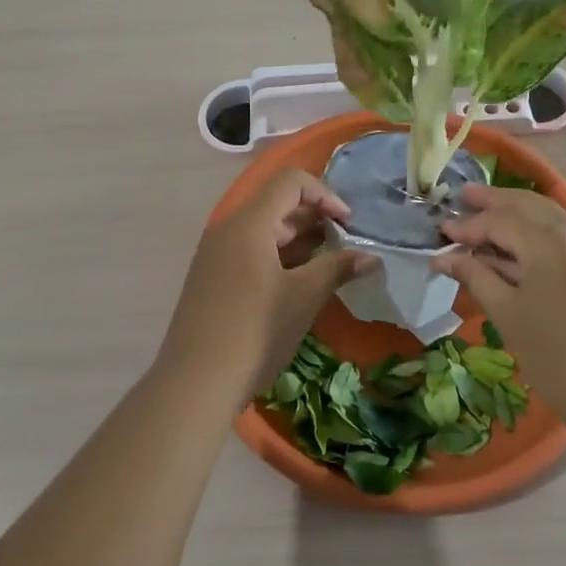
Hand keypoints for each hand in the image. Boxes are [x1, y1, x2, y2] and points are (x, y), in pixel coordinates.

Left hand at [158, 170, 375, 401]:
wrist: (195, 383)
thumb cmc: (255, 331)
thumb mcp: (304, 296)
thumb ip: (338, 268)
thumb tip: (371, 257)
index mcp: (249, 223)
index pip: (290, 182)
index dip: (325, 195)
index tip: (348, 225)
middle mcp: (228, 230)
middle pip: (277, 205)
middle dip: (315, 220)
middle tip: (345, 247)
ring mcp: (216, 255)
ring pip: (264, 232)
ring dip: (299, 243)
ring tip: (328, 268)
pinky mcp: (212, 279)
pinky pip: (250, 253)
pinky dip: (279, 259)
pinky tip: (298, 287)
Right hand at [434, 186, 565, 436]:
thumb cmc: (558, 359)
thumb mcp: (508, 316)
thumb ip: (475, 277)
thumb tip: (443, 257)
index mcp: (549, 242)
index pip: (499, 221)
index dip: (467, 226)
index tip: (439, 232)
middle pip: (526, 205)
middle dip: (492, 202)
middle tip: (461, 199)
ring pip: (546, 216)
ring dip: (514, 213)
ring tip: (482, 215)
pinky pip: (561, 233)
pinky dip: (534, 231)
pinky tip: (514, 243)